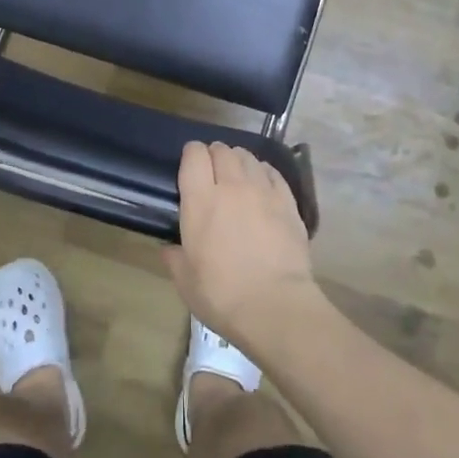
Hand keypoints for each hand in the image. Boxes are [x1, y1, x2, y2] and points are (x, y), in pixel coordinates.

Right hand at [166, 142, 319, 351]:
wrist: (275, 306)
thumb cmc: (222, 295)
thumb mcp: (185, 281)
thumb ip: (175, 258)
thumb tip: (170, 248)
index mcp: (201, 200)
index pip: (194, 155)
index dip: (191, 155)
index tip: (190, 167)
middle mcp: (232, 186)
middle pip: (223, 151)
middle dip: (215, 155)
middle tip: (213, 173)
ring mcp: (263, 192)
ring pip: (249, 157)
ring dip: (239, 161)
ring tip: (238, 176)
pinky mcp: (288, 202)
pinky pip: (273, 173)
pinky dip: (264, 172)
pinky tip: (262, 184)